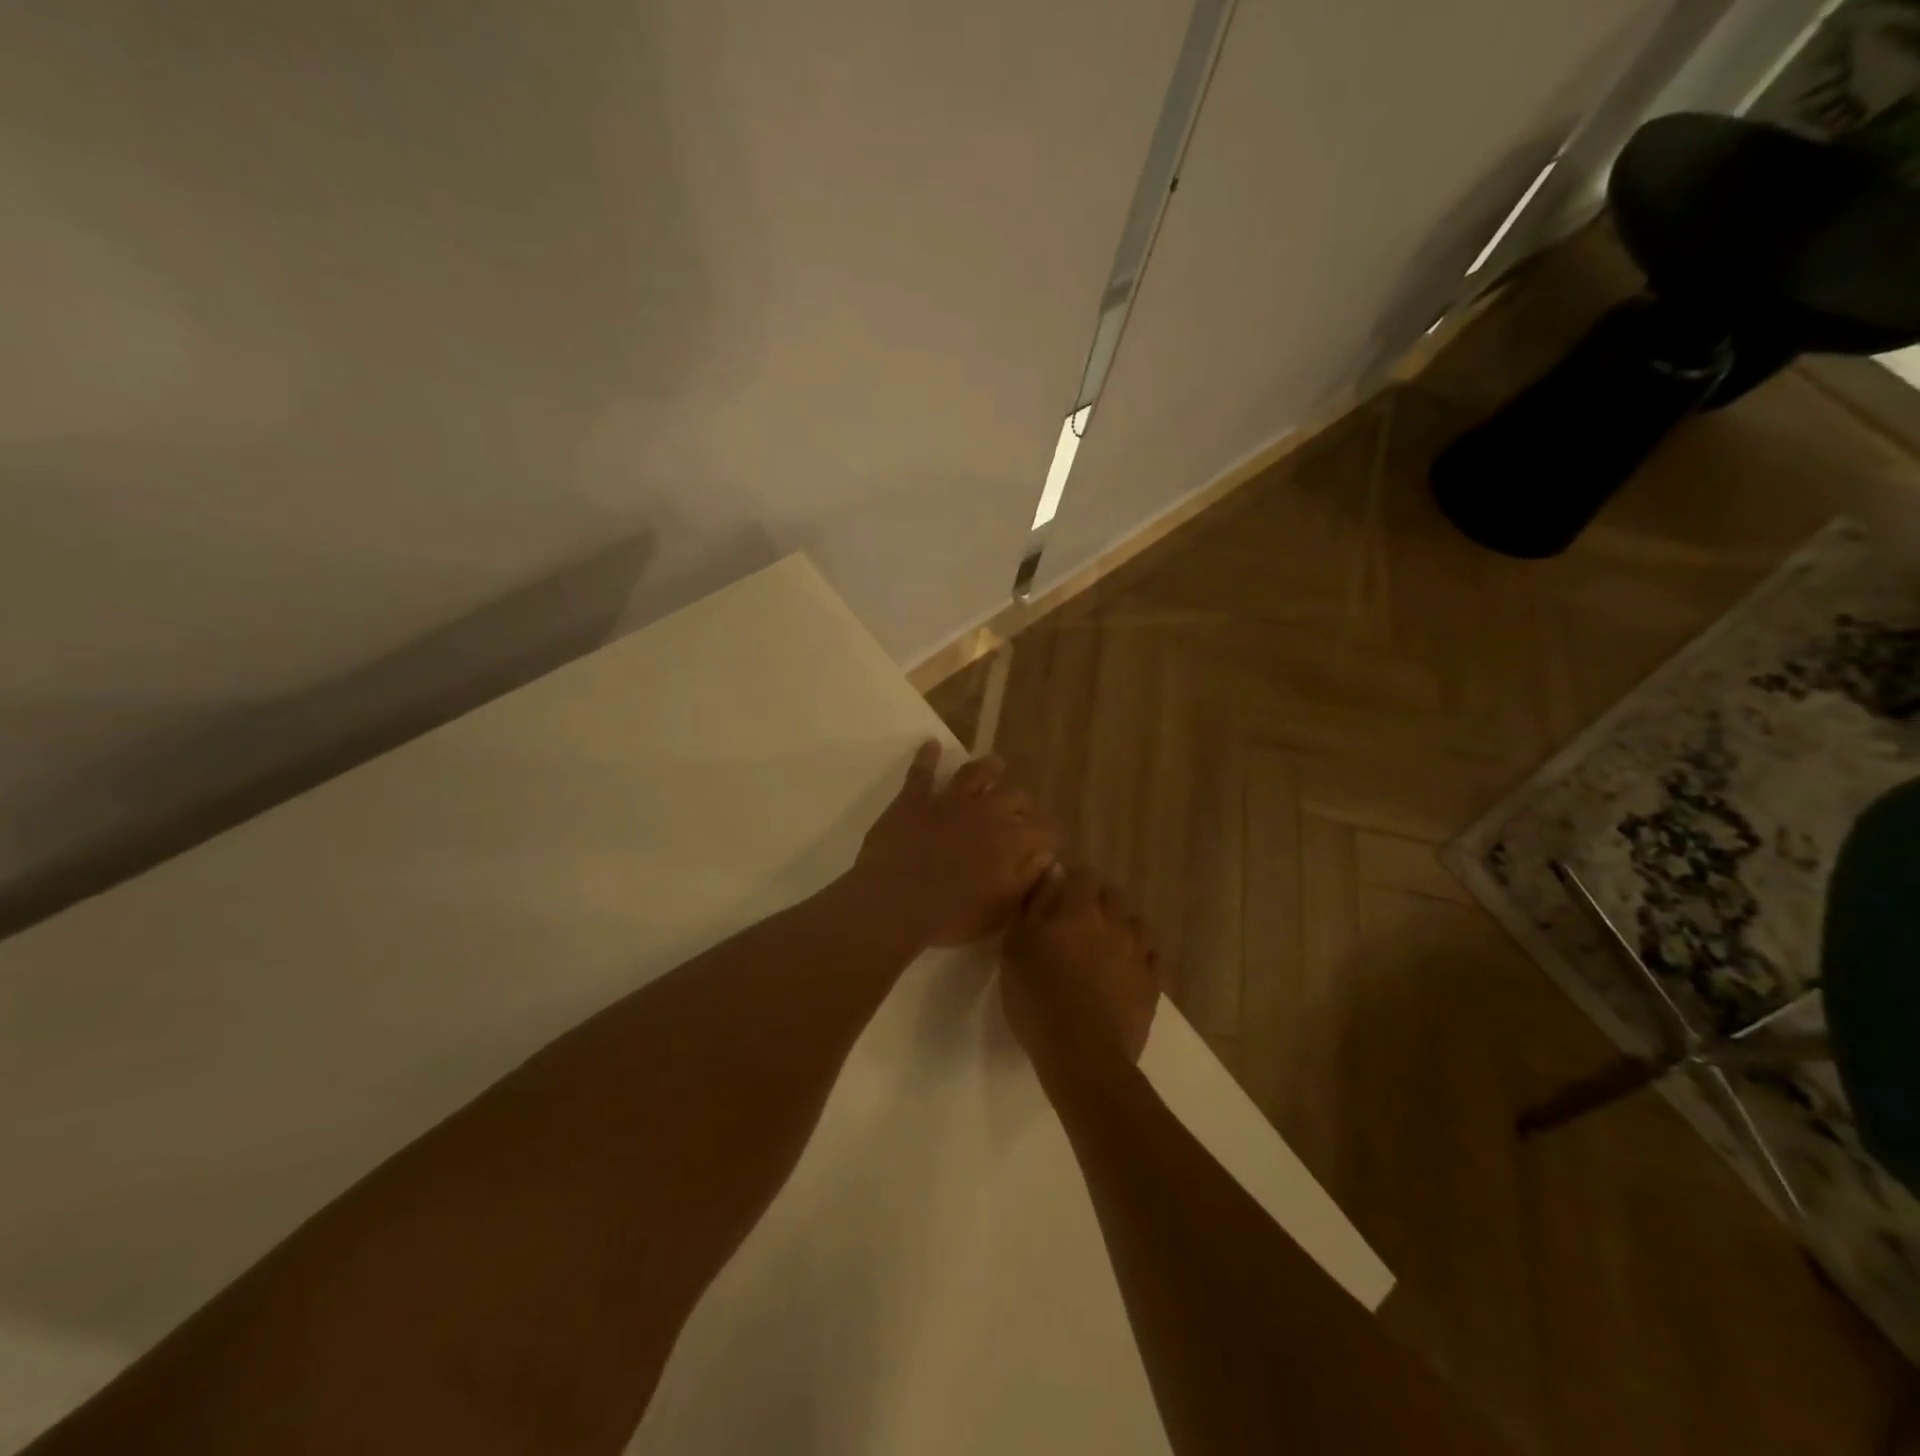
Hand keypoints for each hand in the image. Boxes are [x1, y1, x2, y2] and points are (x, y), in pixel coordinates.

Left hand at [850, 741, 1058, 947]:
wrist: (894, 903)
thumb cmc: (950, 916)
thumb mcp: (999, 912)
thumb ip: (1026, 881)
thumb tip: (1045, 858)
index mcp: (1011, 840)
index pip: (1044, 830)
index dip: (1046, 838)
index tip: (1043, 847)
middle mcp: (986, 811)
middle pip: (1016, 795)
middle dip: (1022, 804)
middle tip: (1018, 814)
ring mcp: (949, 800)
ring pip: (976, 771)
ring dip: (988, 768)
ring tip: (995, 766)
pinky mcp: (914, 798)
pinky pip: (922, 770)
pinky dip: (927, 756)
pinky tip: (931, 745)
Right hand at [1001, 865, 1161, 1071]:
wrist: (1083, 1055)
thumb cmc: (1037, 999)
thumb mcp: (1016, 948)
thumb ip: (1034, 904)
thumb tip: (1051, 872)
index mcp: (1078, 908)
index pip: (1082, 874)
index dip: (1070, 881)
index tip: (1057, 896)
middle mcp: (1114, 921)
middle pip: (1112, 894)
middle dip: (1097, 901)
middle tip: (1077, 924)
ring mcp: (1138, 951)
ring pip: (1135, 923)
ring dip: (1121, 927)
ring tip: (1104, 948)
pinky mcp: (1154, 982)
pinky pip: (1152, 957)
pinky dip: (1141, 957)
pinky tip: (1127, 971)